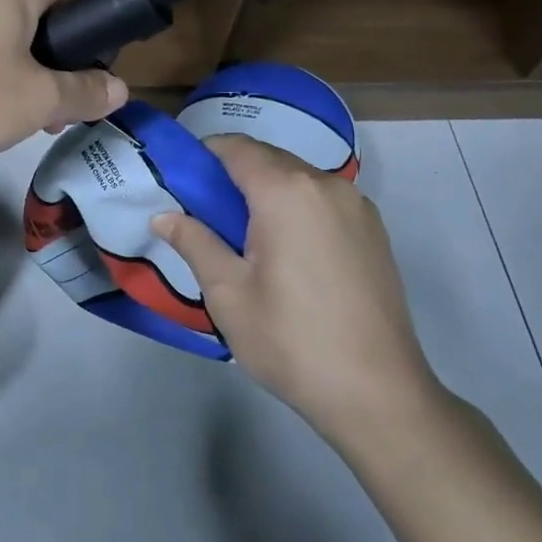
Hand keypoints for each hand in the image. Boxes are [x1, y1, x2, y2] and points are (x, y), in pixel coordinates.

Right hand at [151, 136, 445, 448]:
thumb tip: (164, 216)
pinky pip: (322, 200)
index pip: (236, 147)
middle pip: (268, 158)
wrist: (377, 393)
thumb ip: (194, 242)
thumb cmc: (290, 340)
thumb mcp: (227, 293)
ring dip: (264, 192)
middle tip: (204, 216)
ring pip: (297, 178)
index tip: (180, 183)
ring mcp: (358, 206)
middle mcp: (327, 184)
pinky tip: (284, 252)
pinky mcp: (374, 231)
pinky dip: (295, 207)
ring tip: (243, 239)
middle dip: (232, 176)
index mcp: (286, 191)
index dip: (203, 156)